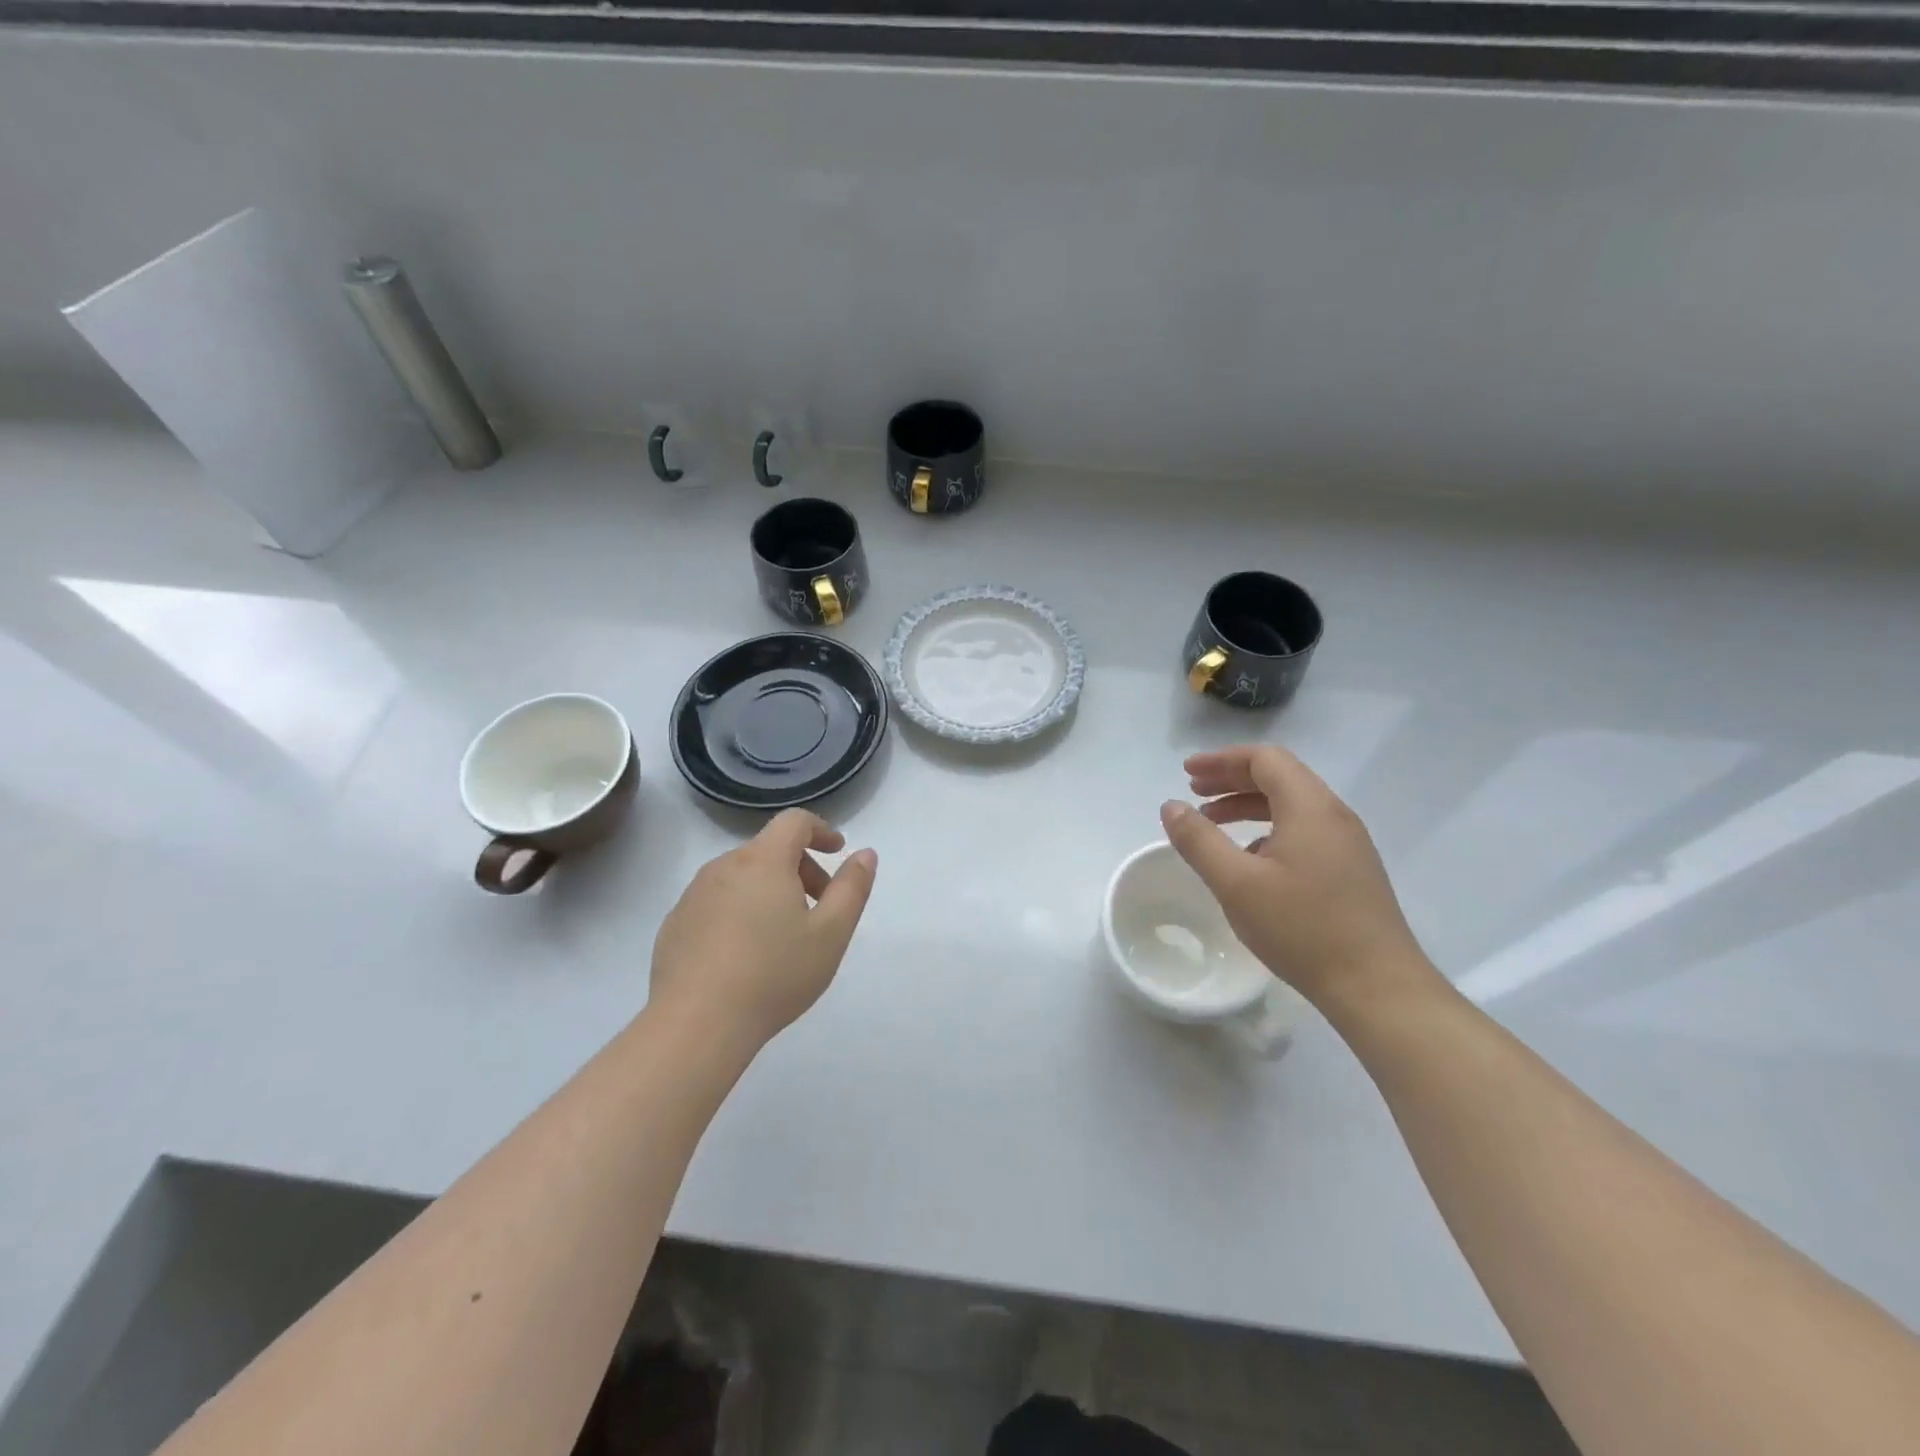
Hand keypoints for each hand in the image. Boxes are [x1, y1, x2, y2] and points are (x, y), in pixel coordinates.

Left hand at [650, 810, 877, 1051]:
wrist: (696, 1025)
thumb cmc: (774, 974)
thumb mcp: (831, 933)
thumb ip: (852, 888)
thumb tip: (864, 854)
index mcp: (764, 861)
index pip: (794, 821)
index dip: (821, 830)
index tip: (837, 852)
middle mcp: (723, 866)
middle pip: (769, 849)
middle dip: (800, 868)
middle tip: (819, 907)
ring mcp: (693, 895)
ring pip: (741, 876)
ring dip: (769, 890)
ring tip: (783, 936)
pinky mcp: (675, 924)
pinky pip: (716, 902)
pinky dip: (739, 911)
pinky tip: (745, 955)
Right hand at [1161, 745, 1433, 1008]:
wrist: (1378, 988)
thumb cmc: (1303, 929)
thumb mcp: (1236, 884)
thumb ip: (1199, 840)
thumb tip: (1171, 806)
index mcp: (1310, 807)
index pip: (1265, 759)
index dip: (1222, 760)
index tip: (1187, 773)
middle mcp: (1334, 815)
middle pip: (1279, 776)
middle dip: (1232, 779)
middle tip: (1193, 791)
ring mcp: (1348, 843)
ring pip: (1292, 804)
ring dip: (1248, 804)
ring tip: (1212, 822)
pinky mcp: (1352, 870)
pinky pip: (1304, 829)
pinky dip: (1268, 828)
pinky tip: (1249, 858)